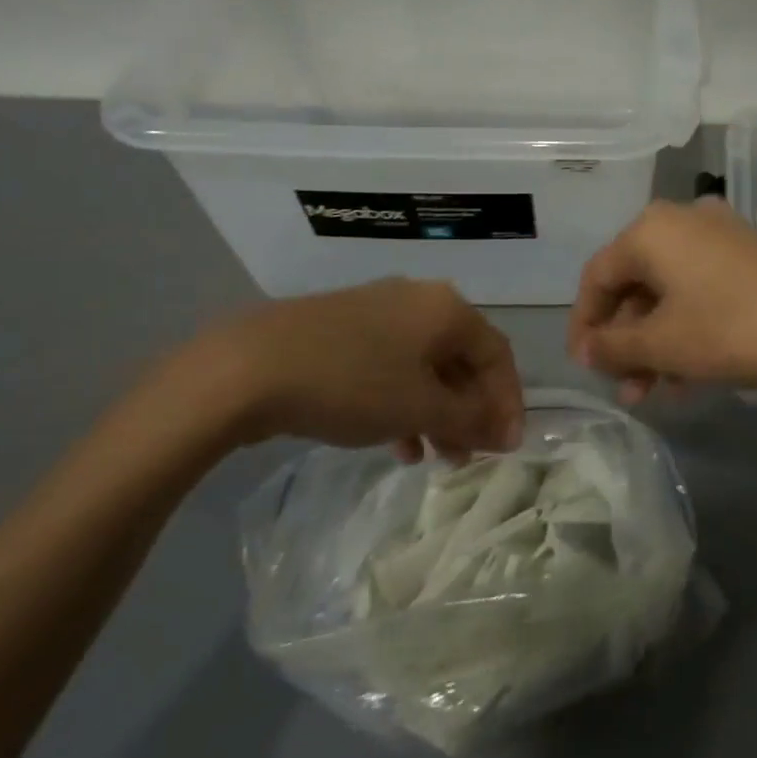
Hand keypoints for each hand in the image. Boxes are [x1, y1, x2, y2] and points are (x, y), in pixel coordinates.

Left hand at [177, 280, 524, 461]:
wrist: (247, 367)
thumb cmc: (352, 383)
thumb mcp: (420, 407)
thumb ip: (470, 419)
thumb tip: (505, 431)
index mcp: (447, 309)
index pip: (497, 355)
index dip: (508, 403)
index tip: (506, 448)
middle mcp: (419, 300)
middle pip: (462, 359)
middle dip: (470, 411)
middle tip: (469, 456)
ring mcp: (378, 311)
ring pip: (426, 366)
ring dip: (438, 412)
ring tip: (433, 457)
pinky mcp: (344, 328)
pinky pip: (392, 366)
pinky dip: (403, 402)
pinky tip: (394, 441)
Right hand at [568, 198, 756, 400]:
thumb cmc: (732, 329)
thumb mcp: (663, 344)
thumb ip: (613, 346)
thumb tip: (587, 348)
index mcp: (651, 230)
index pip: (597, 277)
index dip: (584, 325)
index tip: (583, 368)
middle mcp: (681, 221)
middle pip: (635, 285)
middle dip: (625, 342)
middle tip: (624, 388)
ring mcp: (719, 236)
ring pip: (669, 293)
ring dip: (655, 343)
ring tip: (653, 393)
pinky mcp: (748, 256)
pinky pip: (700, 292)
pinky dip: (687, 330)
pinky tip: (687, 378)